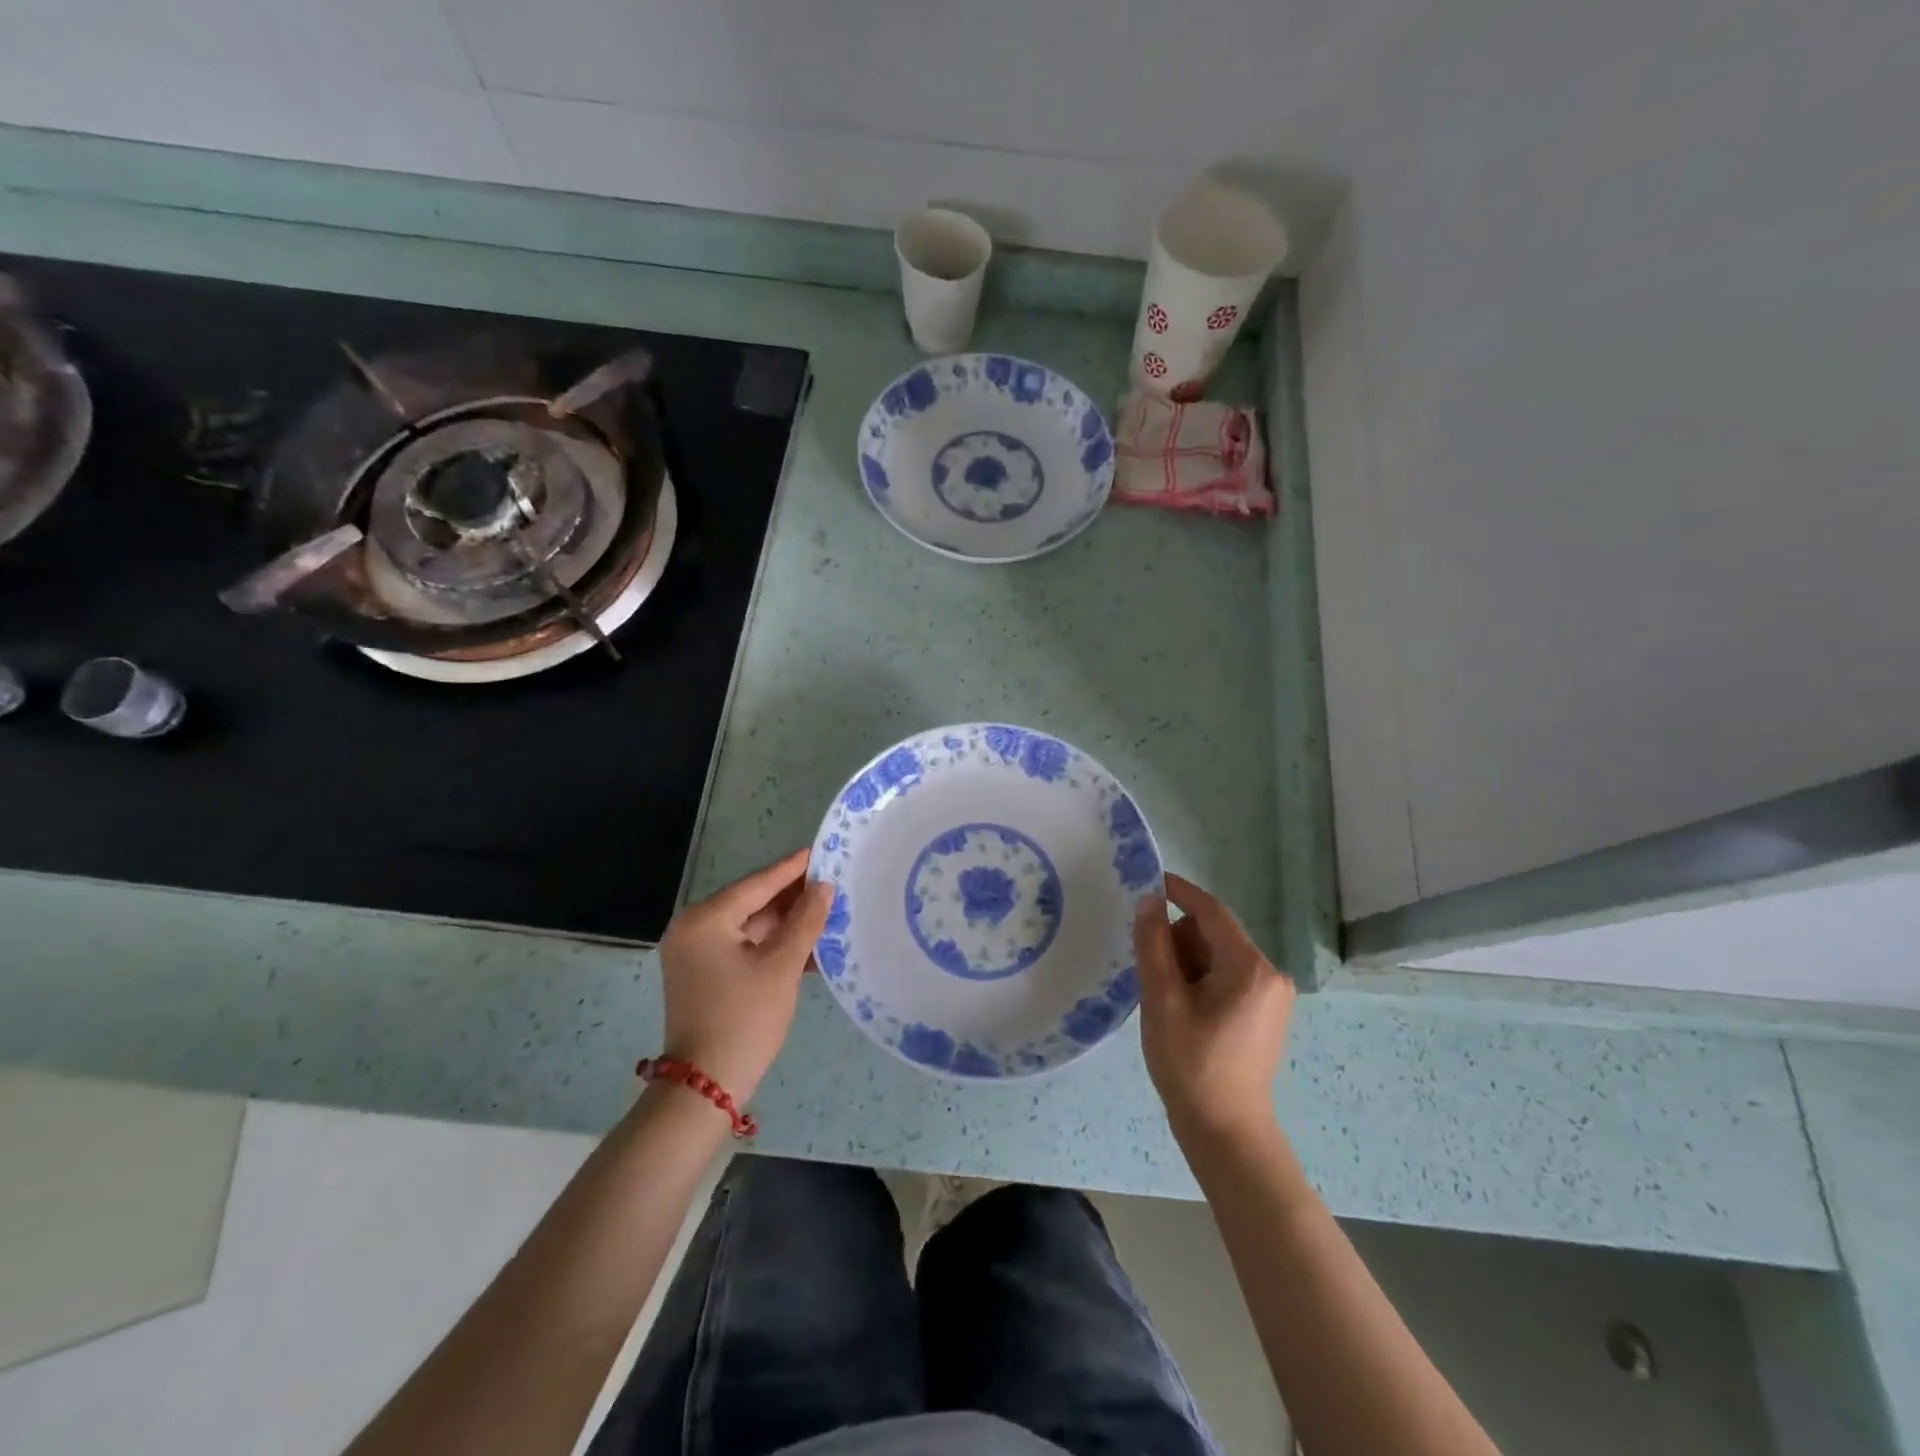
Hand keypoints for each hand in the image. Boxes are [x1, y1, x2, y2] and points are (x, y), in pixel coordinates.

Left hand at [656, 849, 832, 1106]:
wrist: (706, 1086)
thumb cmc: (745, 1018)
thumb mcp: (782, 965)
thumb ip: (805, 920)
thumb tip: (823, 887)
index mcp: (705, 919)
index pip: (757, 884)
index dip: (792, 869)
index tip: (820, 851)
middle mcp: (694, 929)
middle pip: (752, 903)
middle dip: (792, 898)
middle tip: (831, 882)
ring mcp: (696, 954)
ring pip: (750, 927)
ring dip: (786, 924)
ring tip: (827, 912)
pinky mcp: (703, 975)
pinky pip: (743, 948)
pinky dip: (772, 946)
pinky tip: (808, 946)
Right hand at [1135, 873, 1294, 1146]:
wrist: (1225, 1132)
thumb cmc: (1190, 1064)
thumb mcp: (1162, 1000)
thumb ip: (1153, 945)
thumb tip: (1149, 900)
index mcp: (1250, 967)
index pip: (1211, 912)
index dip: (1179, 892)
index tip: (1148, 880)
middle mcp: (1269, 974)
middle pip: (1213, 934)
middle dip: (1179, 943)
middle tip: (1152, 975)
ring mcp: (1270, 995)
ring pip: (1218, 955)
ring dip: (1187, 964)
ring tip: (1167, 1000)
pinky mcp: (1264, 1012)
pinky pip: (1227, 976)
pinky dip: (1200, 980)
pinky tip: (1183, 1009)